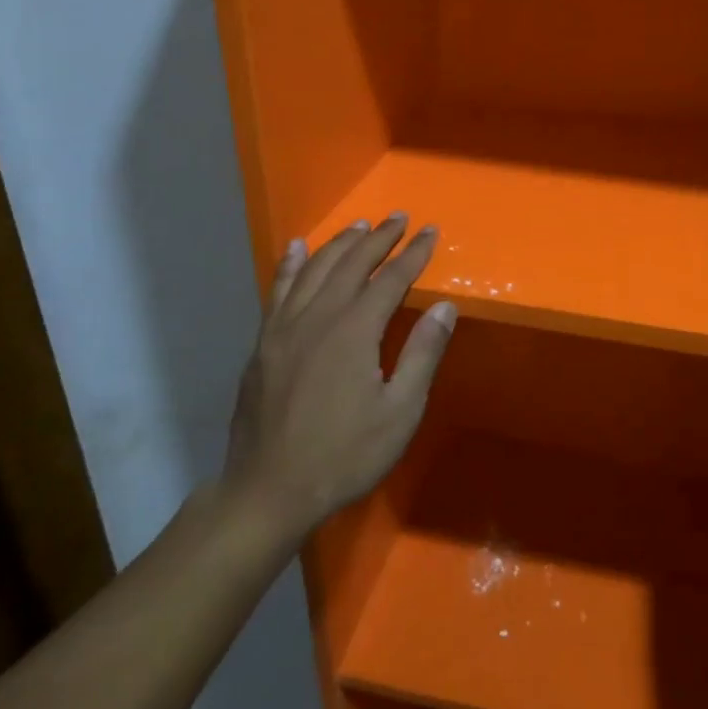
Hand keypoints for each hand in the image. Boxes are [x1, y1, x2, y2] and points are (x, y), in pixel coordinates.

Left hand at [222, 215, 456, 537]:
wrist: (267, 491)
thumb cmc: (344, 455)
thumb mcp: (400, 412)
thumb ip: (422, 354)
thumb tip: (444, 306)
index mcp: (353, 331)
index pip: (391, 279)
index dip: (414, 254)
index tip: (431, 232)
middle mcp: (317, 317)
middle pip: (351, 264)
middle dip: (379, 238)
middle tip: (399, 217)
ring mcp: (283, 328)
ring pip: (313, 270)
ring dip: (339, 243)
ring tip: (359, 226)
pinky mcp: (262, 344)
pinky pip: (278, 290)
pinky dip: (291, 265)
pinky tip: (297, 249)